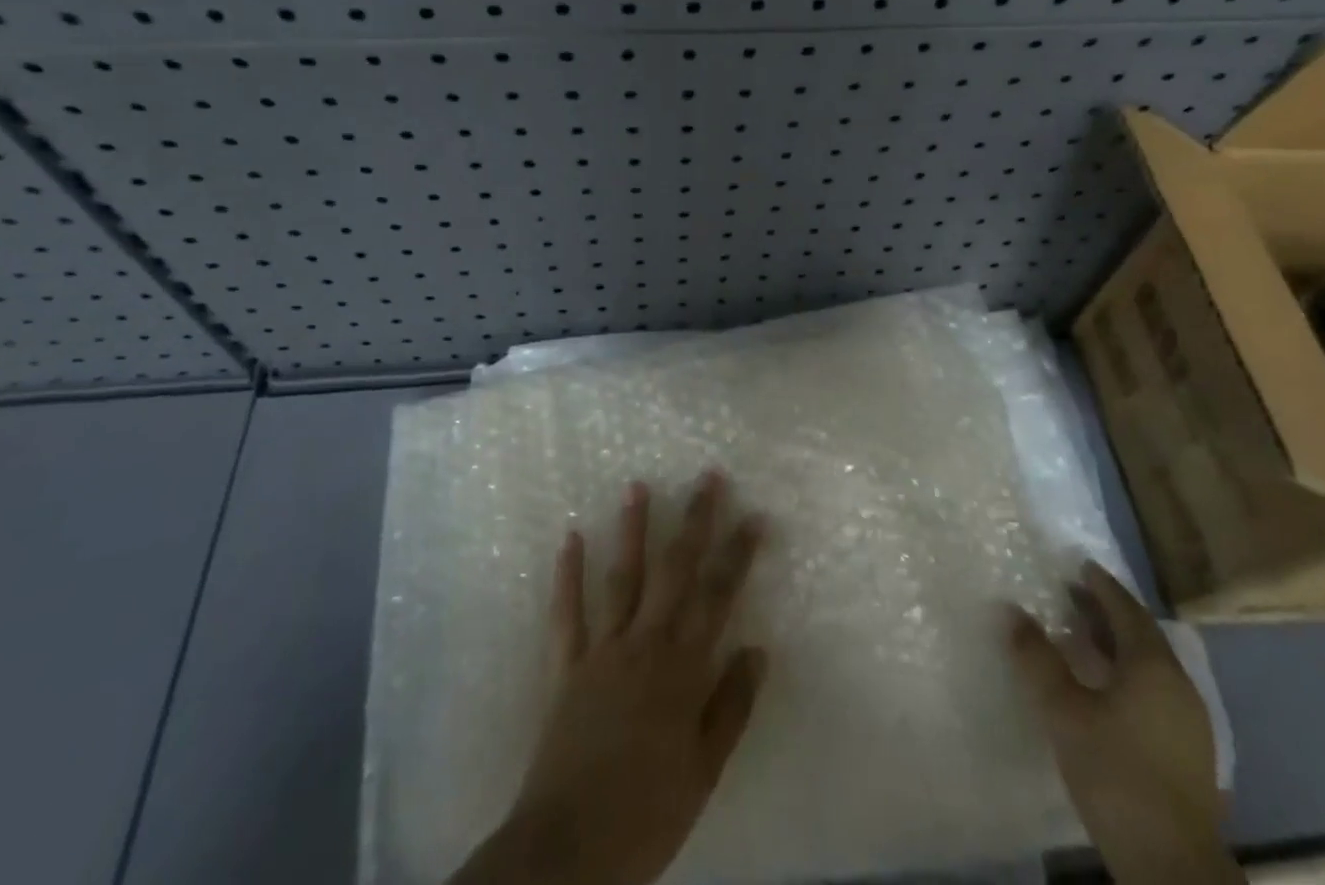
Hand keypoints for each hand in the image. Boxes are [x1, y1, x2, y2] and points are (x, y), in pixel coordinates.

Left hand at [451, 472, 766, 884]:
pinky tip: (570, 537)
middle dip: (694, 521)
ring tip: (637, 484)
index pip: (717, 596)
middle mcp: (644, 644)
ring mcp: (602, 649)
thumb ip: (731, 707)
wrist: (569, 850)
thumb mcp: (704, 771)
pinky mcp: (566, 665)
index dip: (737, 554)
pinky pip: (566, 613)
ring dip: (631, 529)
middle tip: (708, 477)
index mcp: (682, 669)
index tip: (754, 516)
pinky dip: (568, 574)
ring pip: (622, 577)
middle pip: (674, 570)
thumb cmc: (647, 813)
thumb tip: (758, 649)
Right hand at [1008, 560, 1241, 884]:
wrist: (1172, 866)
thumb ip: (1036, 658)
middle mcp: (1178, 684)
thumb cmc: (1116, 773)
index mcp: (1152, 665)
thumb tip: (1009, 609)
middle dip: (1108, 611)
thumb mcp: (1063, 711)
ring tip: (1084, 637)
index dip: (1102, 585)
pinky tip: (1106, 688)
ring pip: (1151, 664)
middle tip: (1074, 595)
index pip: (1126, 609)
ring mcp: (1189, 721)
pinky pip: (1156, 689)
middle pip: (1142, 634)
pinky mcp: (1189, 752)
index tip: (1080, 565)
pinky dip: (1129, 673)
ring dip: (1118, 644)